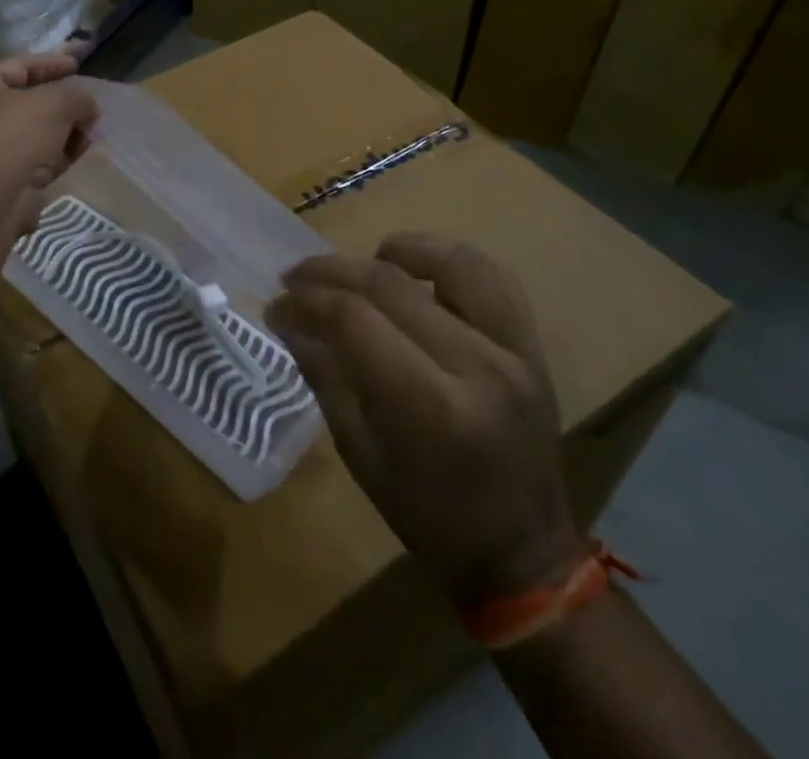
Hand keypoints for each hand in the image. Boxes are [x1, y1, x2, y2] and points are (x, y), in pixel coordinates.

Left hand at [0, 53, 98, 232]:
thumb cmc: (13, 135)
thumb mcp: (55, 103)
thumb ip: (77, 97)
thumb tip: (88, 107)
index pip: (21, 65)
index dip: (52, 63)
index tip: (79, 65)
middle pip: (28, 102)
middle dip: (63, 105)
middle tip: (91, 107)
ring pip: (34, 135)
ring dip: (63, 134)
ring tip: (92, 134)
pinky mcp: (1, 181)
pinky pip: (35, 163)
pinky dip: (56, 159)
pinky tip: (79, 158)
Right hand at [266, 234, 584, 609]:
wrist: (525, 557)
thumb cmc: (431, 518)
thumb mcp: (360, 456)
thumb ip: (325, 377)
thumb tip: (288, 321)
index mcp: (430, 408)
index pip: (353, 321)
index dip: (305, 304)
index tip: (277, 307)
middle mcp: (477, 368)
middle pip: (389, 285)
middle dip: (329, 274)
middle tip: (295, 279)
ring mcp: (513, 353)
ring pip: (450, 264)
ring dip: (395, 251)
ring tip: (361, 263)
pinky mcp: (531, 348)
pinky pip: (493, 278)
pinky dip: (448, 260)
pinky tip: (416, 269)